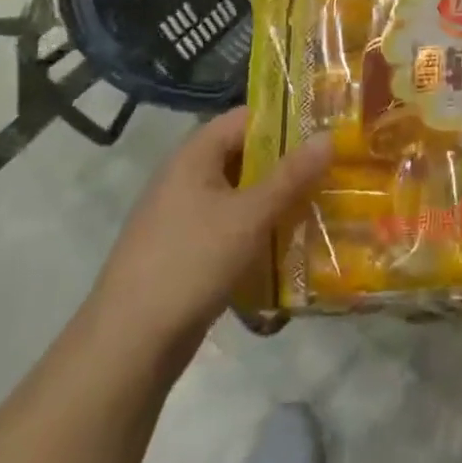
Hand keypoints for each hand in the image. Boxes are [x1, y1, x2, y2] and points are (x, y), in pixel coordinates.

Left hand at [90, 107, 331, 352]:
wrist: (129, 344)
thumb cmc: (191, 262)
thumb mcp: (250, 216)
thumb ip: (291, 176)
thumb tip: (329, 136)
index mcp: (194, 155)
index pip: (245, 118)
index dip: (285, 119)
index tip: (326, 129)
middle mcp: (185, 177)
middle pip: (244, 155)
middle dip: (286, 162)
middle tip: (332, 168)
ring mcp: (182, 215)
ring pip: (239, 193)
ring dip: (275, 198)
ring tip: (320, 203)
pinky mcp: (185, 250)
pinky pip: (230, 225)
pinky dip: (257, 227)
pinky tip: (288, 242)